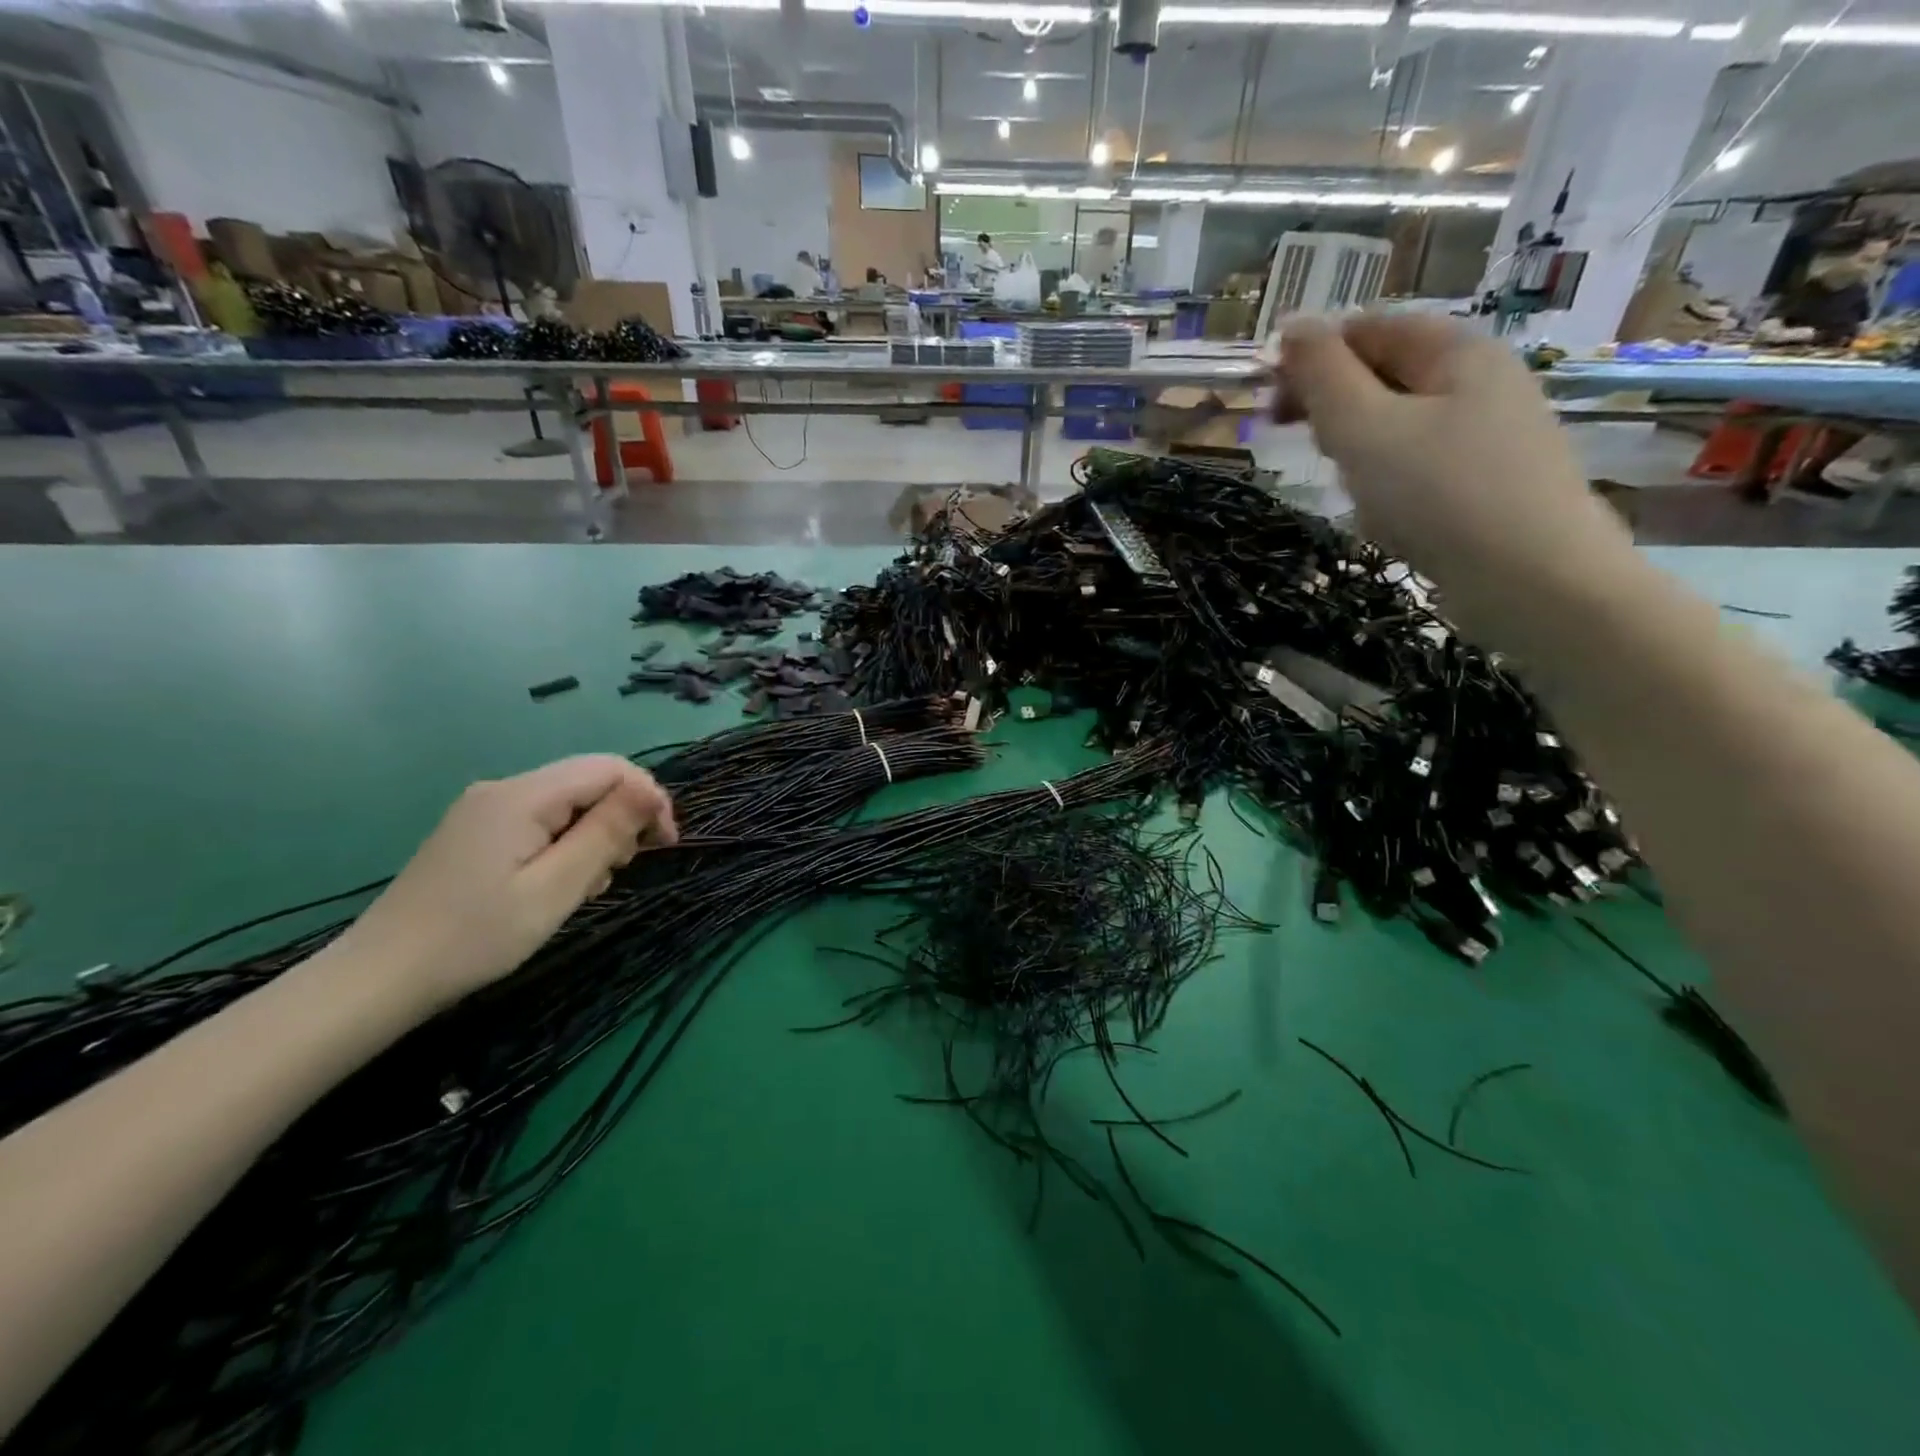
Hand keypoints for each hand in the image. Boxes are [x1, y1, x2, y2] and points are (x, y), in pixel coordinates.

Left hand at [330, 757, 677, 1013]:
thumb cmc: (476, 936)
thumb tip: (649, 788)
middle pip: (589, 782)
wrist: (379, 978)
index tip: (664, 845)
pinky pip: (541, 821)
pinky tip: (556, 884)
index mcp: (523, 796)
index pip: (609, 768)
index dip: (647, 797)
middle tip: (618, 873)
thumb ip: (605, 832)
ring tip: (585, 887)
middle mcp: (503, 789)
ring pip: (568, 804)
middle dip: (620, 820)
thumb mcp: (555, 888)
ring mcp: (485, 809)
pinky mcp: (476, 832)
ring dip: (593, 837)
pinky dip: (564, 845)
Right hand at [1275, 313, 1635, 638]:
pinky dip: (1389, 487)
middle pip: (1383, 376)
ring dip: (1359, 456)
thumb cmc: (1439, 495)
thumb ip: (1322, 374)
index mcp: (1454, 351)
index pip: (1367, 329)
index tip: (1271, 407)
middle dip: (1335, 412)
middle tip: (1310, 450)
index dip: (1310, 358)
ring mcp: (1489, 434)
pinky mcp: (1488, 483)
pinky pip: (1419, 469)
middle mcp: (1479, 381)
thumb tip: (1291, 323)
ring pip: (1396, 428)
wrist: (1534, 581)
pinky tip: (1387, 521)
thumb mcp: (1363, 428)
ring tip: (1356, 496)